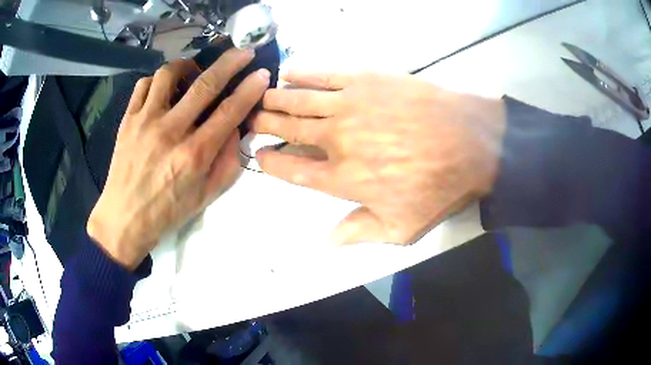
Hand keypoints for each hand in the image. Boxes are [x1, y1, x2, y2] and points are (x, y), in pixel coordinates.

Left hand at [87, 49, 270, 268]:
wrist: (124, 219)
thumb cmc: (167, 211)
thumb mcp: (206, 196)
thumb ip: (227, 161)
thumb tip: (236, 128)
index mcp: (194, 155)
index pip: (230, 112)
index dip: (250, 89)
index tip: (262, 73)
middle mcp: (170, 132)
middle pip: (205, 84)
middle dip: (230, 62)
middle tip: (243, 51)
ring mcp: (145, 122)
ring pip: (169, 74)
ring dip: (188, 66)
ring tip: (193, 73)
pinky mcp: (128, 120)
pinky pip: (144, 85)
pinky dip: (158, 80)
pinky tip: (163, 90)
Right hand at [251, 72, 505, 244]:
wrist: (471, 142)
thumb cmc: (438, 187)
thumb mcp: (400, 228)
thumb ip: (358, 234)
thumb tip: (323, 244)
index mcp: (342, 178)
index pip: (292, 169)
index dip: (271, 161)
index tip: (259, 154)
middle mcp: (336, 139)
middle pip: (288, 129)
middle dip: (264, 124)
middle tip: (250, 120)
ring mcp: (349, 105)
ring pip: (298, 100)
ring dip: (275, 99)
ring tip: (261, 98)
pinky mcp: (365, 80)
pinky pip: (324, 75)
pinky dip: (302, 73)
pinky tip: (289, 72)